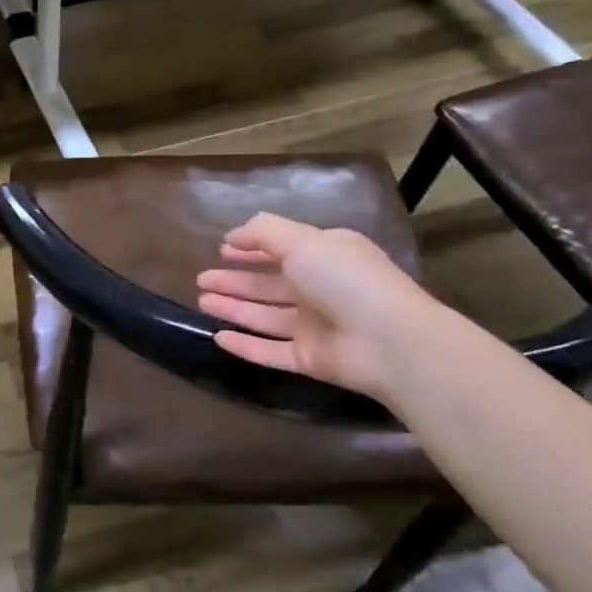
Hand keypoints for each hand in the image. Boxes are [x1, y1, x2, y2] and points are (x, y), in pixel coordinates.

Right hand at [196, 213, 436, 400]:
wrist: (389, 341)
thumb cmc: (346, 280)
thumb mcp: (303, 241)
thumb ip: (264, 232)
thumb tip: (232, 236)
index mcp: (326, 257)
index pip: (283, 249)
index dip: (252, 249)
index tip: (223, 250)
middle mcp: (321, 290)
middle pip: (269, 285)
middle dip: (235, 281)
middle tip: (202, 279)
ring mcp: (316, 327)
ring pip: (265, 316)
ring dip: (234, 308)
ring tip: (202, 301)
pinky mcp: (310, 359)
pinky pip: (270, 351)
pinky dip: (245, 345)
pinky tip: (218, 337)